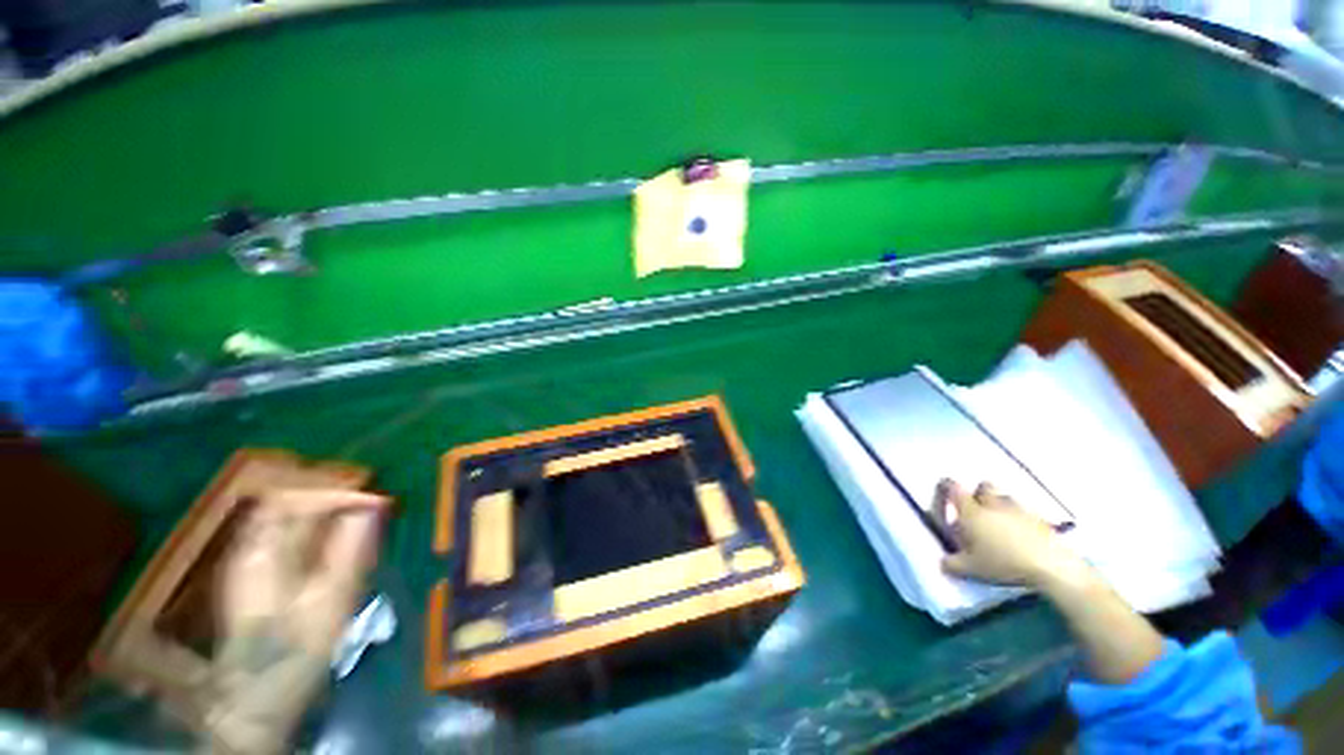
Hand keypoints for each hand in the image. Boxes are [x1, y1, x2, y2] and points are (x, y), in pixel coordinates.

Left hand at [206, 489, 388, 753]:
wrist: (259, 695)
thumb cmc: (298, 649)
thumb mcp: (330, 601)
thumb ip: (348, 552)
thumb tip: (371, 510)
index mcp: (263, 555)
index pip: (294, 500)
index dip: (338, 495)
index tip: (377, 505)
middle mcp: (250, 549)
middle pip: (287, 502)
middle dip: (334, 499)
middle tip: (372, 509)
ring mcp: (249, 560)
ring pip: (286, 514)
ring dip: (327, 511)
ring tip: (361, 520)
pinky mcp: (256, 572)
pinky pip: (286, 532)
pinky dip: (316, 526)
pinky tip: (337, 539)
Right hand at [935, 479, 1083, 588]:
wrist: (1051, 565)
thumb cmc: (1003, 563)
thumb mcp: (971, 569)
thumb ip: (952, 564)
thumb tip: (942, 562)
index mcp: (971, 512)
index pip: (953, 488)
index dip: (947, 486)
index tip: (944, 491)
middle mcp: (993, 505)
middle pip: (983, 486)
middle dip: (978, 493)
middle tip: (976, 508)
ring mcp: (1019, 510)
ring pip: (1006, 497)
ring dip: (1000, 505)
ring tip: (1000, 523)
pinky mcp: (1041, 520)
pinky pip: (1026, 512)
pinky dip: (1021, 519)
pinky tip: (1022, 535)